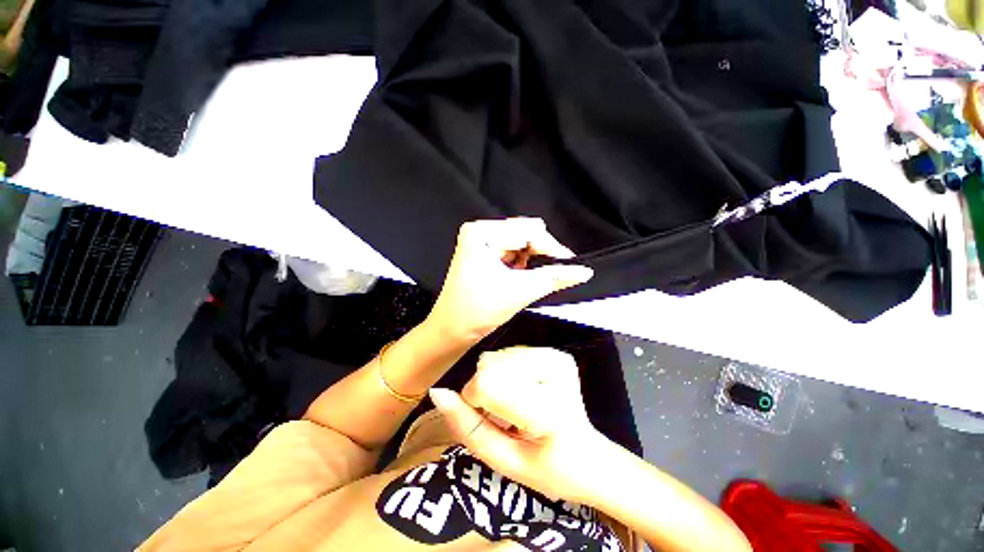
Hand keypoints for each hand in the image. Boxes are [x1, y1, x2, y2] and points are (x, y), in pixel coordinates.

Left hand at [426, 218, 592, 341]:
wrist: (452, 330)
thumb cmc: (478, 311)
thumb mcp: (520, 291)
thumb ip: (554, 277)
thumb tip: (584, 271)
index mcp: (481, 232)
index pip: (528, 230)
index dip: (551, 247)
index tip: (570, 264)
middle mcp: (480, 231)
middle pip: (525, 233)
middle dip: (540, 254)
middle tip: (550, 274)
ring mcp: (481, 241)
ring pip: (521, 243)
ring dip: (530, 260)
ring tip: (527, 279)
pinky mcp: (483, 252)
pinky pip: (513, 251)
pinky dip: (522, 264)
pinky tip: (518, 277)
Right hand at [429, 347, 604, 501]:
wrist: (590, 457)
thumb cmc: (550, 469)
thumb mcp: (505, 462)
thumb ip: (469, 428)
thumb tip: (438, 393)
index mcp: (549, 407)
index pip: (487, 383)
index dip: (473, 402)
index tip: (486, 420)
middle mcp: (554, 370)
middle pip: (489, 364)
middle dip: (484, 391)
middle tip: (503, 416)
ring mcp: (557, 357)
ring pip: (496, 356)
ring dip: (494, 380)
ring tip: (514, 405)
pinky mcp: (555, 352)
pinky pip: (509, 353)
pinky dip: (505, 373)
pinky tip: (522, 390)